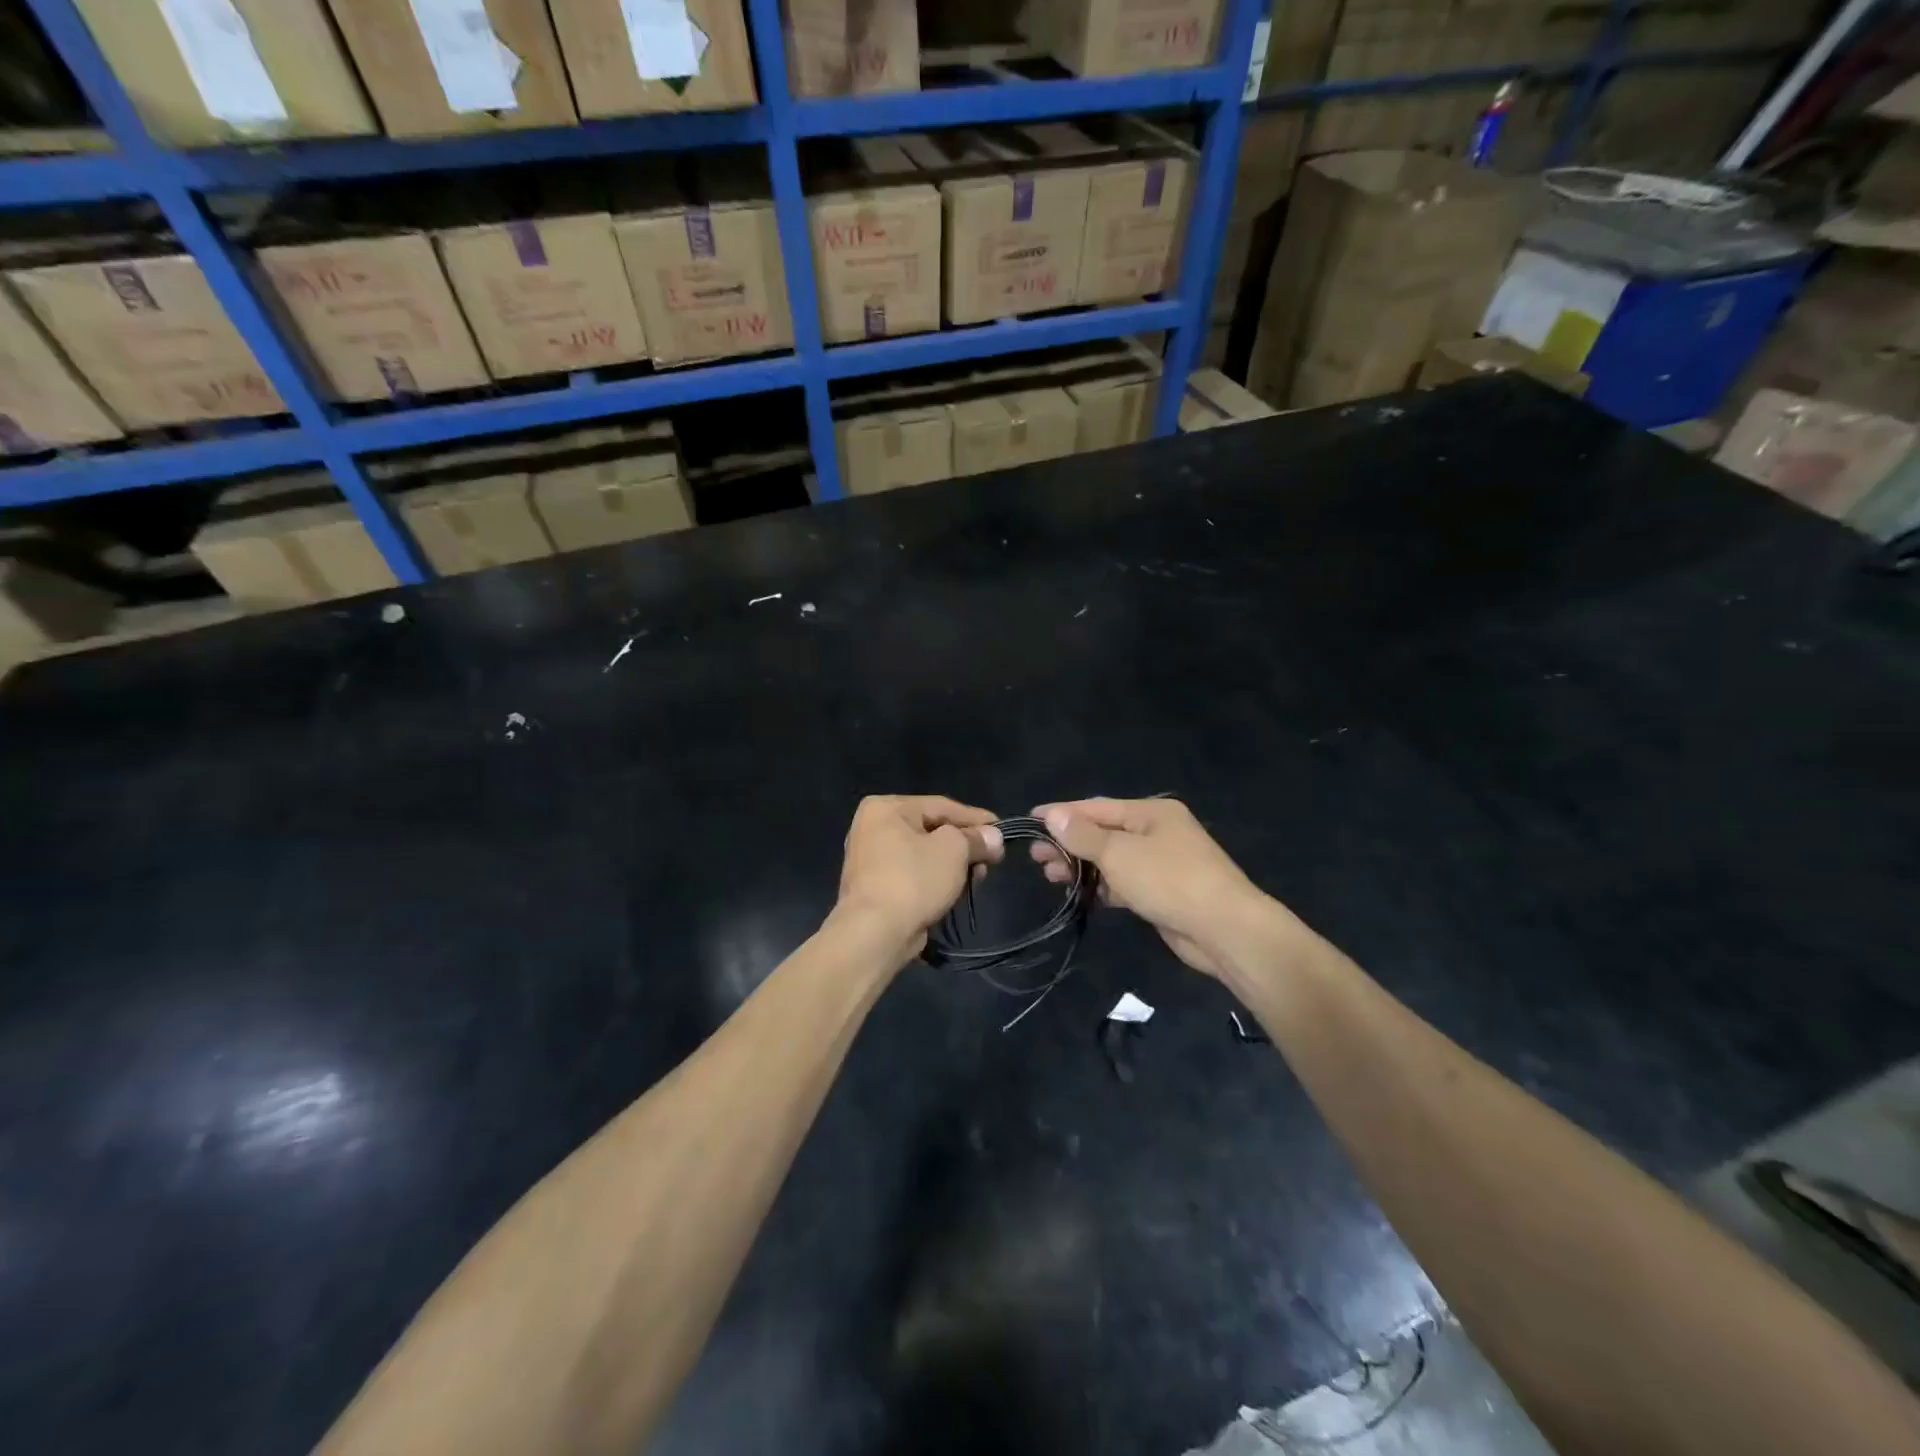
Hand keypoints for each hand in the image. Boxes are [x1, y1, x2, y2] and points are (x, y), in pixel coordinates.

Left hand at [835, 796, 1003, 964]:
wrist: (875, 933)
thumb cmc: (913, 879)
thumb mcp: (954, 850)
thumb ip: (976, 839)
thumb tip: (993, 838)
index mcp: (885, 808)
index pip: (941, 805)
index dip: (976, 818)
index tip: (1002, 829)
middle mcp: (872, 828)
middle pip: (932, 830)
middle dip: (966, 845)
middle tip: (993, 859)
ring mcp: (871, 860)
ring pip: (924, 855)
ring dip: (954, 865)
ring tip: (979, 878)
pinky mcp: (875, 888)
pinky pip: (914, 875)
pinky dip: (936, 880)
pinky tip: (957, 891)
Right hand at [1031, 797, 1280, 978]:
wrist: (1225, 930)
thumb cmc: (1170, 880)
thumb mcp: (1120, 853)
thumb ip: (1083, 835)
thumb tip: (1052, 815)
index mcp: (1151, 812)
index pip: (1096, 807)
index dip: (1062, 813)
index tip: (1030, 820)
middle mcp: (1157, 832)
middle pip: (1103, 832)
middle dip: (1069, 843)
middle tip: (1035, 856)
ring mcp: (1161, 863)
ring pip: (1112, 859)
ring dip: (1082, 866)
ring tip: (1050, 875)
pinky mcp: (1162, 892)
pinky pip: (1124, 883)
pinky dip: (1102, 886)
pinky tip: (1079, 893)